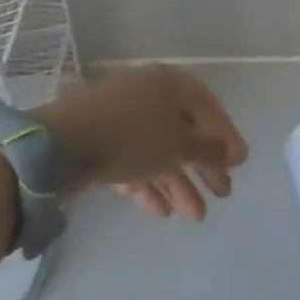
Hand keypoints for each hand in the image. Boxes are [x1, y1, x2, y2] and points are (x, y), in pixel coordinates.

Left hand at [35, 65, 247, 220]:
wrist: (60, 145)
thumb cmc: (131, 136)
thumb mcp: (178, 144)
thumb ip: (210, 148)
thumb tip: (235, 151)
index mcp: (170, 84)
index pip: (208, 107)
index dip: (226, 135)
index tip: (239, 164)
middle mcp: (148, 95)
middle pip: (184, 131)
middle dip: (204, 165)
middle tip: (222, 193)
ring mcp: (121, 119)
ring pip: (159, 151)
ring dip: (180, 182)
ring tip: (196, 216)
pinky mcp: (100, 143)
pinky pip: (133, 163)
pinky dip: (149, 184)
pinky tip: (162, 211)